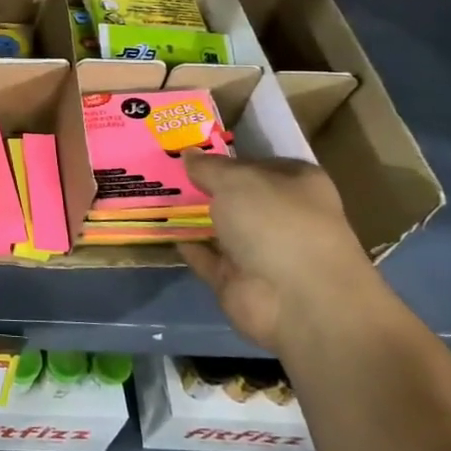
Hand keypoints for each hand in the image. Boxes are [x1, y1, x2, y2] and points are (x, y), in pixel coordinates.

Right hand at [177, 154, 380, 352]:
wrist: (298, 301)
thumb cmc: (277, 224)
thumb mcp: (237, 180)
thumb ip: (209, 167)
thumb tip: (189, 154)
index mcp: (296, 183)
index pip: (255, 163)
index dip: (223, 156)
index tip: (185, 149)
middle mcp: (281, 215)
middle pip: (235, 195)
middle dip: (202, 184)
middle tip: (160, 167)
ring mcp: (260, 250)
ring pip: (218, 225)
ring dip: (191, 215)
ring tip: (152, 193)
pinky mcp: (238, 280)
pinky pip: (206, 257)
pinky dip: (187, 245)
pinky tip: (160, 228)